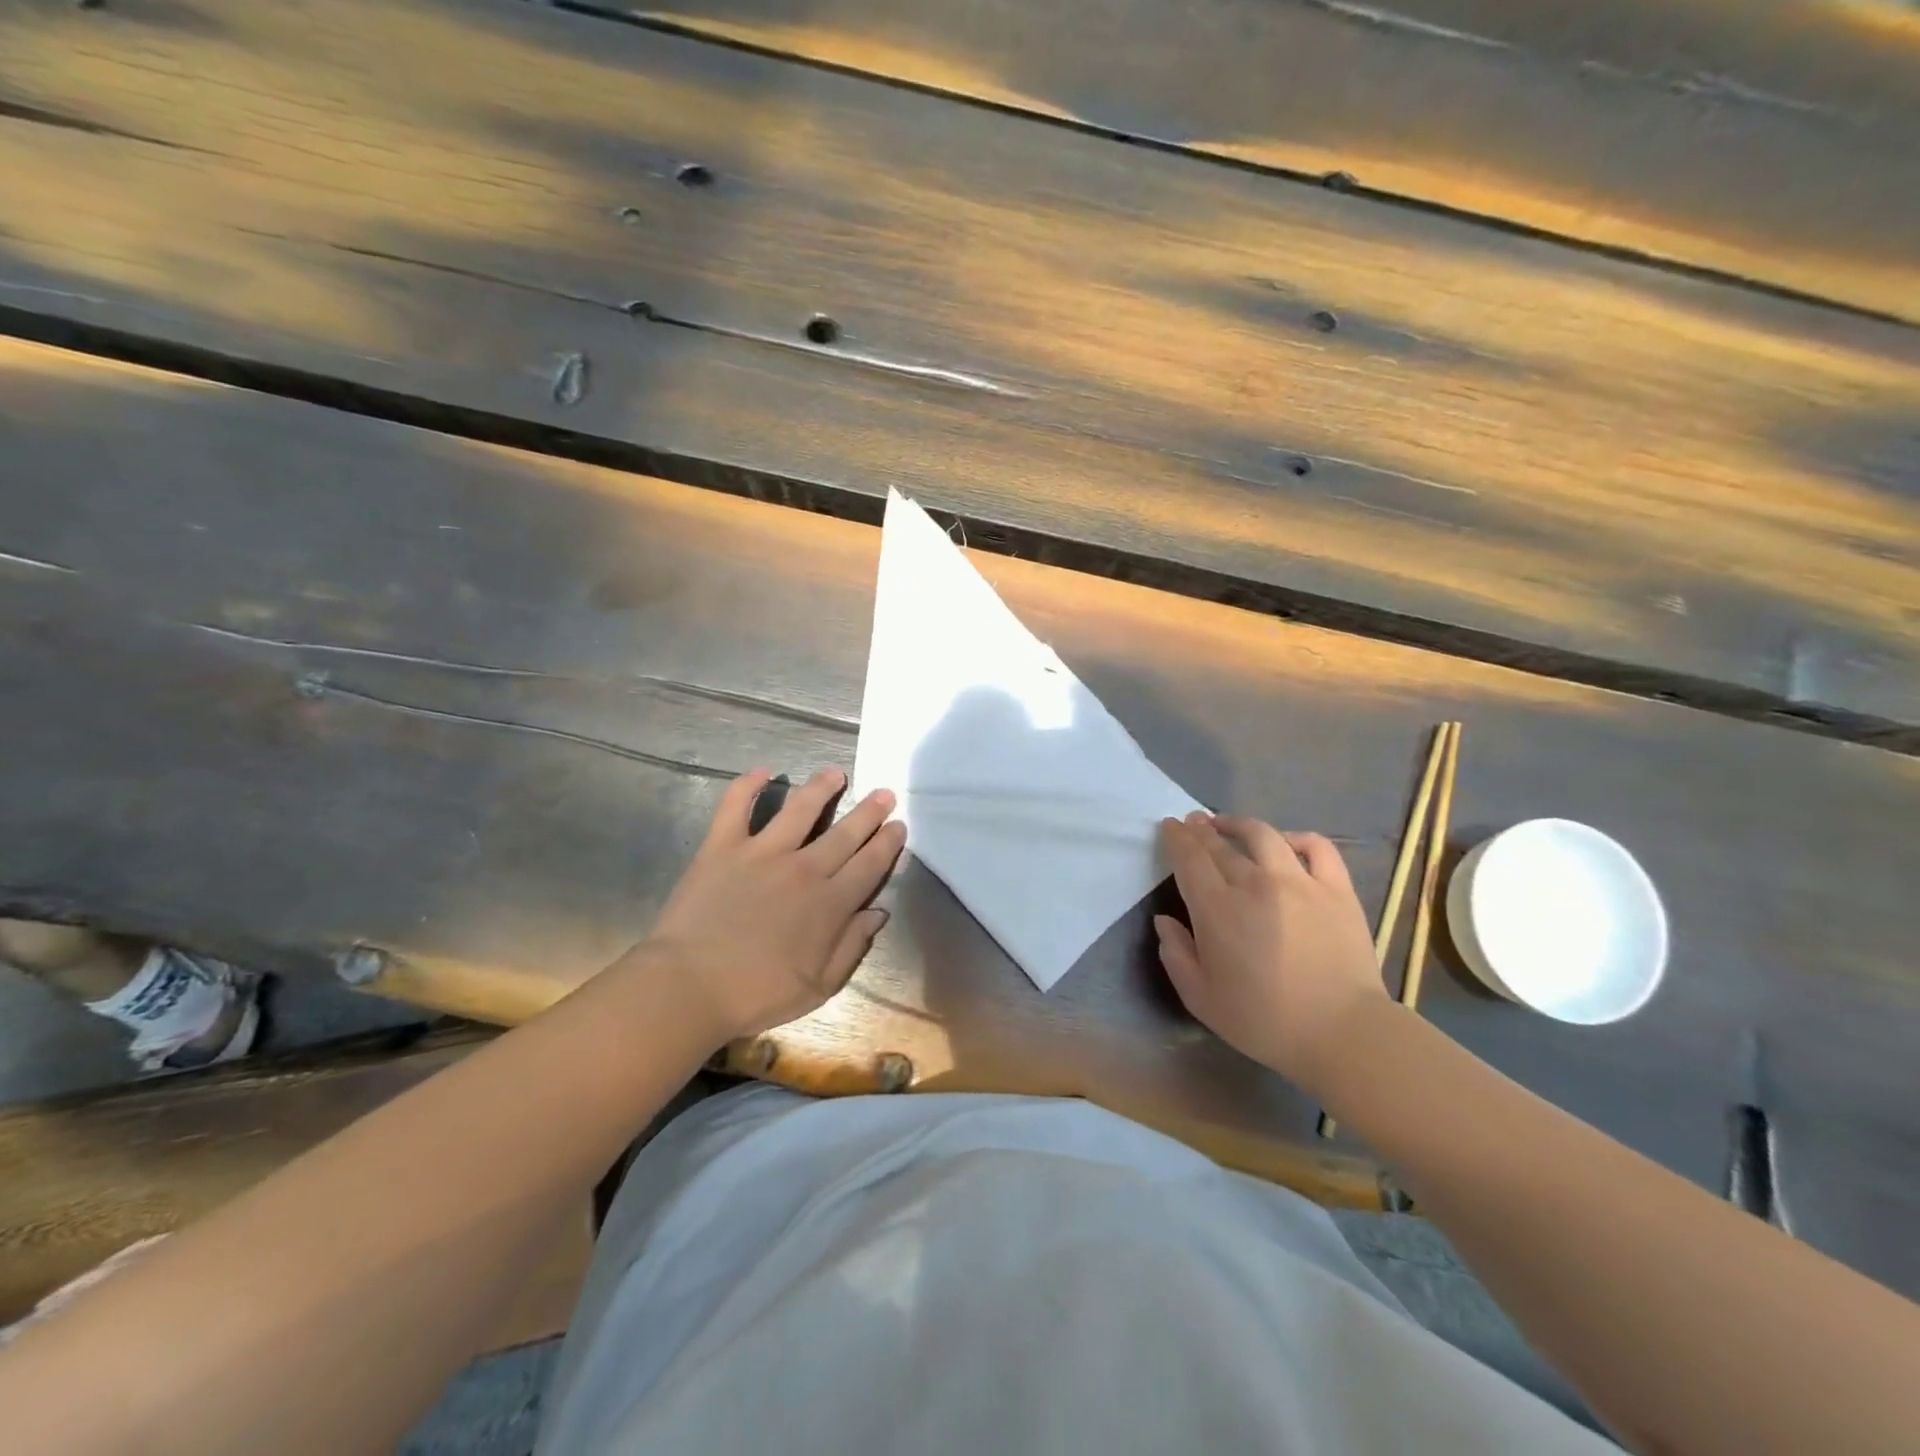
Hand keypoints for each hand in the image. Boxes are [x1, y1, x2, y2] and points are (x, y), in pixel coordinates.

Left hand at [634, 766, 905, 1042]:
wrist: (689, 987)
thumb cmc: (756, 994)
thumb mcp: (820, 987)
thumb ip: (852, 946)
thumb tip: (878, 911)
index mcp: (829, 904)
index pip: (869, 865)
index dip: (887, 844)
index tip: (898, 826)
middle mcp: (803, 869)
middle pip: (845, 833)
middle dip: (869, 811)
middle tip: (884, 793)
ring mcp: (762, 853)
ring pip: (800, 809)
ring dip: (821, 788)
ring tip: (835, 773)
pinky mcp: (723, 847)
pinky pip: (736, 806)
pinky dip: (747, 785)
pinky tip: (762, 771)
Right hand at [1155, 812, 1386, 1096]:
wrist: (1342, 1033)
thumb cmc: (1264, 1021)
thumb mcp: (1201, 999)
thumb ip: (1176, 955)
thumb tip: (1165, 921)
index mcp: (1217, 909)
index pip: (1189, 858)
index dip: (1176, 838)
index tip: (1170, 827)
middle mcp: (1254, 884)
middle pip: (1220, 844)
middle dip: (1201, 829)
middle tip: (1192, 822)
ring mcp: (1299, 882)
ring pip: (1263, 835)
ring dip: (1239, 824)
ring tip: (1228, 824)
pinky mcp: (1336, 889)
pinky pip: (1316, 846)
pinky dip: (1296, 838)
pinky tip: (1285, 842)